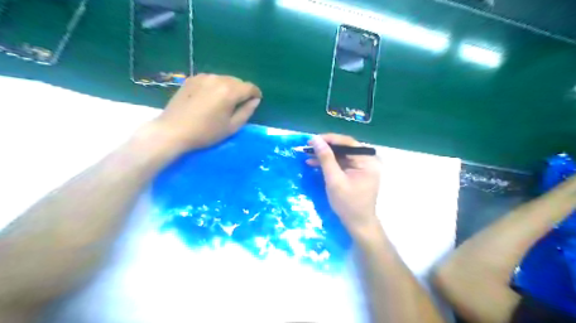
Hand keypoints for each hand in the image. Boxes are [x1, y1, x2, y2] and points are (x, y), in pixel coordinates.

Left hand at [149, 74, 264, 151]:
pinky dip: (216, 86)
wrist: (173, 130)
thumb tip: (255, 100)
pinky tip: (210, 98)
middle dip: (242, 91)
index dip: (256, 94)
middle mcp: (218, 78)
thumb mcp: (232, 126)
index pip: (250, 87)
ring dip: (229, 88)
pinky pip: (211, 80)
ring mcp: (203, 76)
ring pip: (224, 79)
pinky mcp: (192, 78)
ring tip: (224, 102)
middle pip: (237, 81)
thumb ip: (247, 111)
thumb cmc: (206, 132)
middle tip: (239, 105)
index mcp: (230, 91)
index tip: (255, 101)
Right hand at [305, 135, 380, 238]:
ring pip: (341, 156)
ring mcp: (361, 167)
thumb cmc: (348, 204)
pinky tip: (314, 164)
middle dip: (325, 148)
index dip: (329, 139)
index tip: (312, 139)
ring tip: (308, 155)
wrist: (358, 224)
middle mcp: (367, 160)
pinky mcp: (355, 173)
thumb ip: (326, 158)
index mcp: (367, 161)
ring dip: (325, 156)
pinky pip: (341, 164)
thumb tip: (316, 139)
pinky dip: (329, 164)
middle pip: (344, 148)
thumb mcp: (334, 180)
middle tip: (308, 147)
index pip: (347, 143)